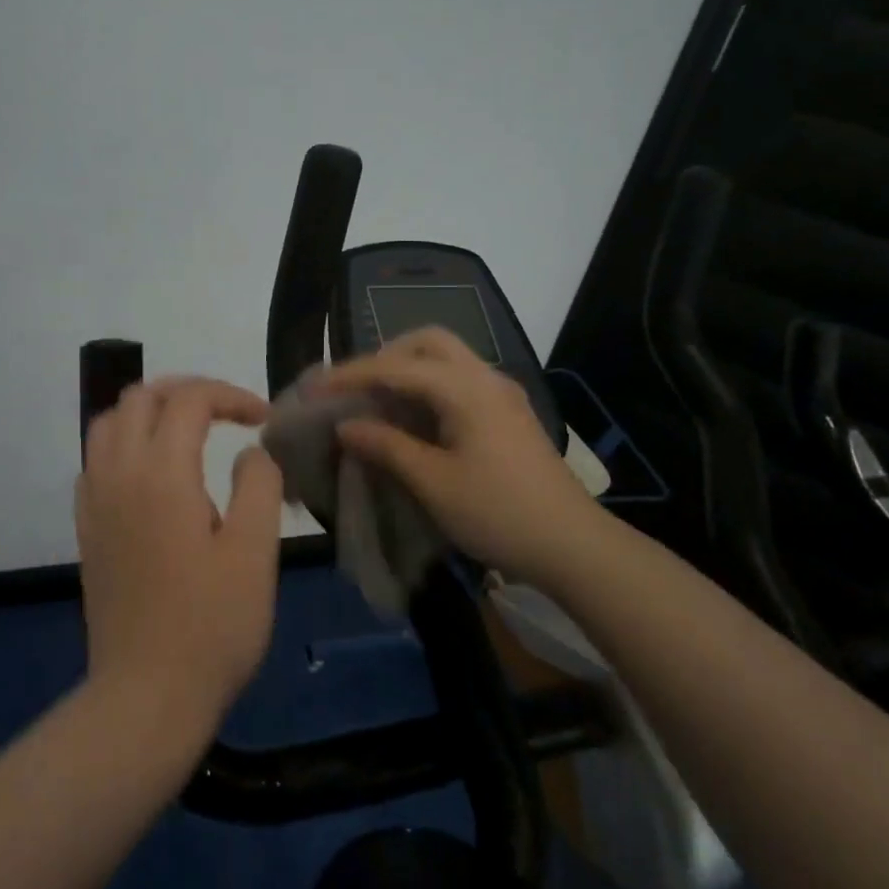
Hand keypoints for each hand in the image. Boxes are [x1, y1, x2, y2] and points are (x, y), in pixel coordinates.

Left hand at [76, 377, 284, 725]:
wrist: (146, 696)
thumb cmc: (211, 626)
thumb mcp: (255, 552)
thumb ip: (258, 484)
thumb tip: (249, 450)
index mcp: (161, 473)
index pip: (189, 400)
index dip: (231, 396)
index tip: (264, 419)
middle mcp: (118, 474)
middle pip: (140, 397)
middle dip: (187, 392)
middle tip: (228, 414)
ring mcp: (94, 502)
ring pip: (109, 423)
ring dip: (150, 412)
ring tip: (189, 432)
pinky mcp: (86, 529)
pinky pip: (96, 460)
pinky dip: (126, 443)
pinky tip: (154, 474)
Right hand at [318, 328, 598, 582]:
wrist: (573, 545)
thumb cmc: (498, 513)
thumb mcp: (433, 483)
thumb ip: (386, 446)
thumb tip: (346, 425)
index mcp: (466, 389)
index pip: (396, 367)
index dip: (351, 375)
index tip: (314, 388)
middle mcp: (485, 378)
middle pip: (427, 342)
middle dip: (384, 357)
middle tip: (354, 388)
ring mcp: (502, 394)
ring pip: (446, 359)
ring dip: (407, 370)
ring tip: (375, 401)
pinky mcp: (508, 414)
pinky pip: (459, 381)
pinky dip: (428, 387)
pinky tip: (412, 418)